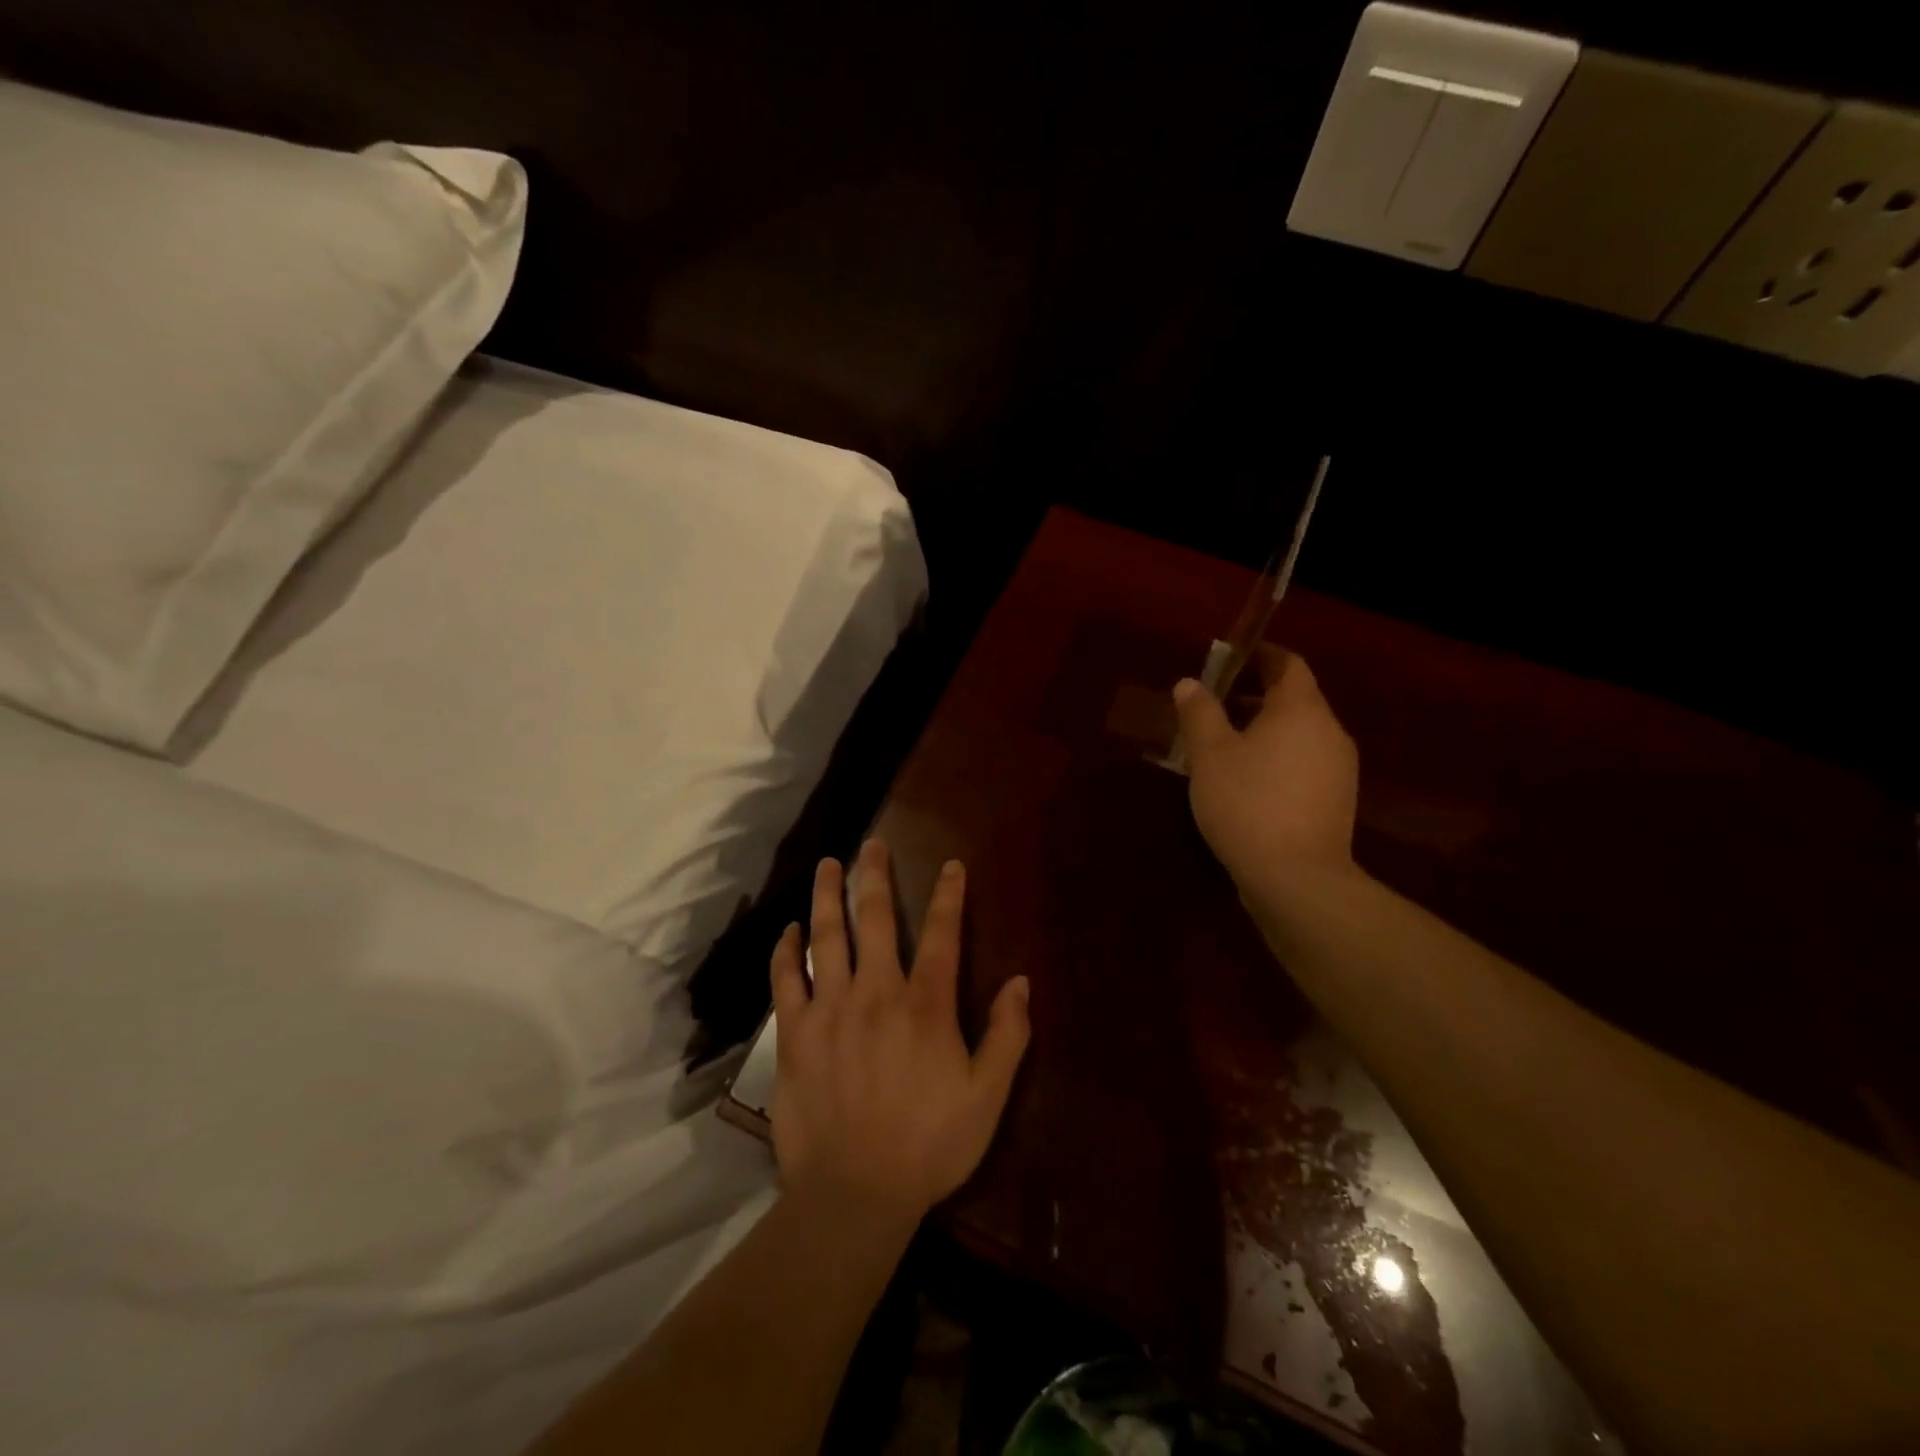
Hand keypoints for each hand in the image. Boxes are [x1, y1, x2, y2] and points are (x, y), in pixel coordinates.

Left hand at [768, 839, 1031, 1225]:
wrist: (853, 1195)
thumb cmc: (928, 1145)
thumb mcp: (987, 1097)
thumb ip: (1007, 1036)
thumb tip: (1020, 982)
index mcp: (925, 1005)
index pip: (943, 935)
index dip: (949, 896)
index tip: (951, 865)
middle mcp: (876, 992)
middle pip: (876, 919)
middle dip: (876, 876)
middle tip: (872, 844)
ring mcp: (830, 1009)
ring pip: (827, 936)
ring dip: (828, 896)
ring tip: (829, 864)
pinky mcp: (794, 1033)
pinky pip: (786, 979)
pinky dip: (786, 950)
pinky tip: (789, 928)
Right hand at [1173, 645, 1359, 887]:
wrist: (1297, 878)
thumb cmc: (1248, 802)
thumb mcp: (1210, 754)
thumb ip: (1200, 713)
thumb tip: (1190, 684)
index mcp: (1302, 709)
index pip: (1288, 664)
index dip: (1260, 656)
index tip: (1230, 659)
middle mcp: (1329, 731)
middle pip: (1295, 699)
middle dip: (1255, 697)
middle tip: (1214, 707)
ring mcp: (1339, 768)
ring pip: (1300, 734)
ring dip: (1265, 731)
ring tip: (1224, 748)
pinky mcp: (1337, 801)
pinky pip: (1304, 763)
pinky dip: (1278, 759)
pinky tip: (1247, 784)